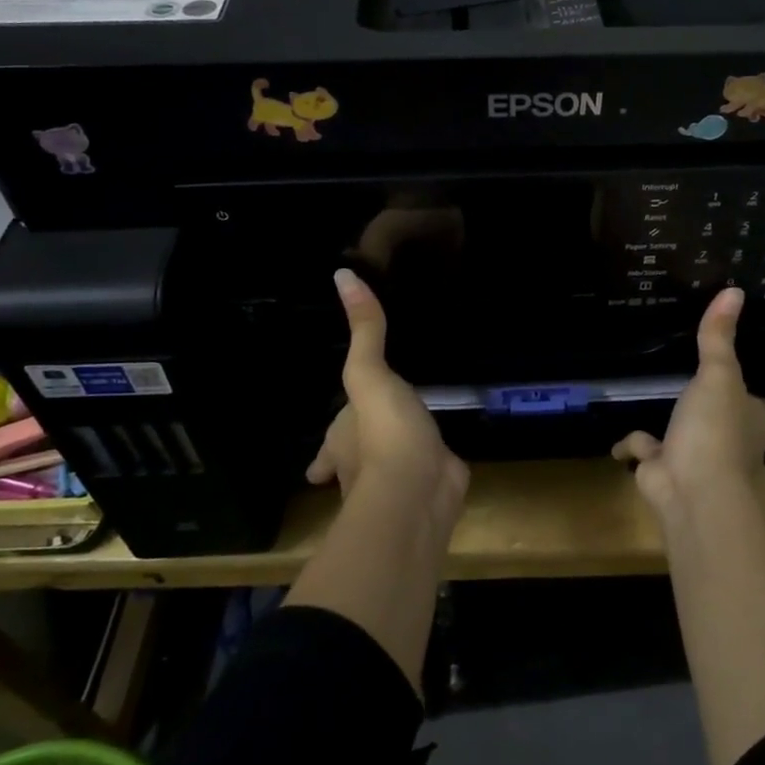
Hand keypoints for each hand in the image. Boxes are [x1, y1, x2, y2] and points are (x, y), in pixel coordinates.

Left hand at [308, 269, 468, 513]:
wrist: (419, 489)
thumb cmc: (383, 433)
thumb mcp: (369, 373)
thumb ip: (364, 330)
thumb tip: (342, 274)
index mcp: (343, 444)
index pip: (329, 447)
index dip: (324, 454)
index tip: (316, 465)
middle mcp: (364, 468)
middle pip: (359, 461)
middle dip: (362, 456)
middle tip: (373, 439)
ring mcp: (401, 480)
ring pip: (395, 469)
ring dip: (400, 460)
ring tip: (410, 442)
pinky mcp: (436, 482)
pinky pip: (434, 469)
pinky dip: (437, 464)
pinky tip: (448, 455)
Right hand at [611, 288, 764, 513]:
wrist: (691, 489)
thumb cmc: (716, 429)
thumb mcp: (719, 376)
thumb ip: (719, 337)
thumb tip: (734, 290)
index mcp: (754, 421)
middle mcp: (733, 443)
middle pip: (739, 430)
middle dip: (734, 423)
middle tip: (729, 407)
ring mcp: (698, 460)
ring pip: (692, 442)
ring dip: (680, 433)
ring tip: (670, 415)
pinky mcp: (665, 471)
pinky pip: (648, 453)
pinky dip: (635, 449)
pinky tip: (621, 444)